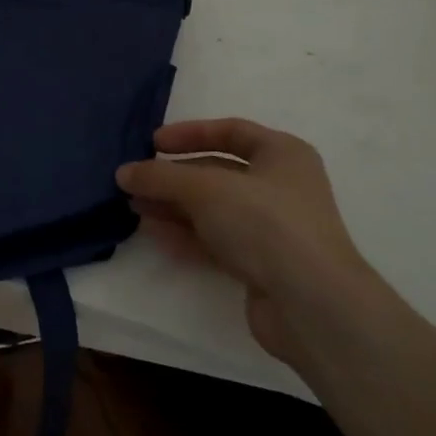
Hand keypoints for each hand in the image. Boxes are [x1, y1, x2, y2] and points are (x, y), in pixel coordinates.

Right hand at [117, 118, 370, 364]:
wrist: (311, 304)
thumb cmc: (264, 223)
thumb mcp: (205, 188)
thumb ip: (160, 176)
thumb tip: (123, 172)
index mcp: (283, 154)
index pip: (230, 131)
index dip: (190, 134)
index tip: (153, 143)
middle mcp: (282, 186)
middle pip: (218, 172)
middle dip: (174, 176)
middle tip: (136, 180)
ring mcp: (274, 228)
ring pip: (214, 208)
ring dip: (175, 206)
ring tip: (135, 207)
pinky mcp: (264, 265)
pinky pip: (218, 240)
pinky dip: (187, 234)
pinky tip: (156, 234)